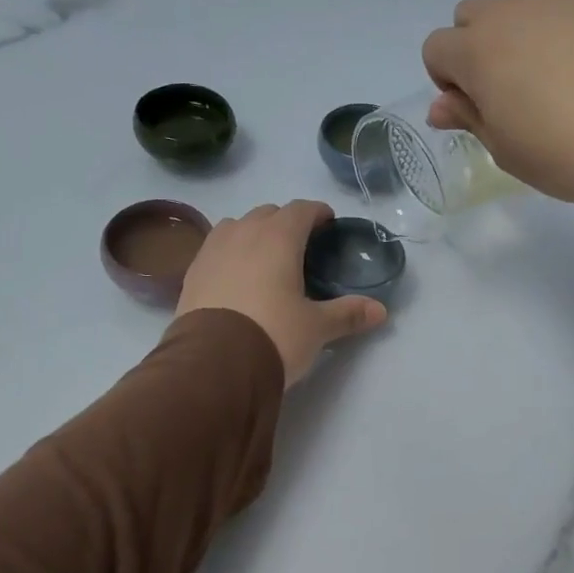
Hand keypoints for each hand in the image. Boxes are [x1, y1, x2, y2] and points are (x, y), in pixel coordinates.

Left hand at [177, 200, 386, 386]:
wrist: (213, 363)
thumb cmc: (274, 335)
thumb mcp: (316, 328)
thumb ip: (348, 314)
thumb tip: (381, 311)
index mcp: (278, 238)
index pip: (301, 209)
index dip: (317, 213)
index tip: (328, 223)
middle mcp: (243, 233)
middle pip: (267, 213)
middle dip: (285, 222)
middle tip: (300, 246)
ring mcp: (212, 251)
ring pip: (236, 226)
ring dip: (253, 233)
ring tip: (264, 257)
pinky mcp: (192, 273)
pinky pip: (215, 250)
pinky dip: (230, 253)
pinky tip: (235, 277)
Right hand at [421, 0, 573, 212]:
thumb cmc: (566, 154)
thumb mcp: (506, 150)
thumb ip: (468, 118)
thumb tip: (440, 106)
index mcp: (477, 50)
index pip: (436, 49)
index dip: (449, 81)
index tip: (477, 107)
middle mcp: (513, 5)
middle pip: (473, 13)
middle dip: (480, 45)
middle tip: (515, 87)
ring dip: (524, 23)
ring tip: (558, 65)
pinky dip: (573, 17)